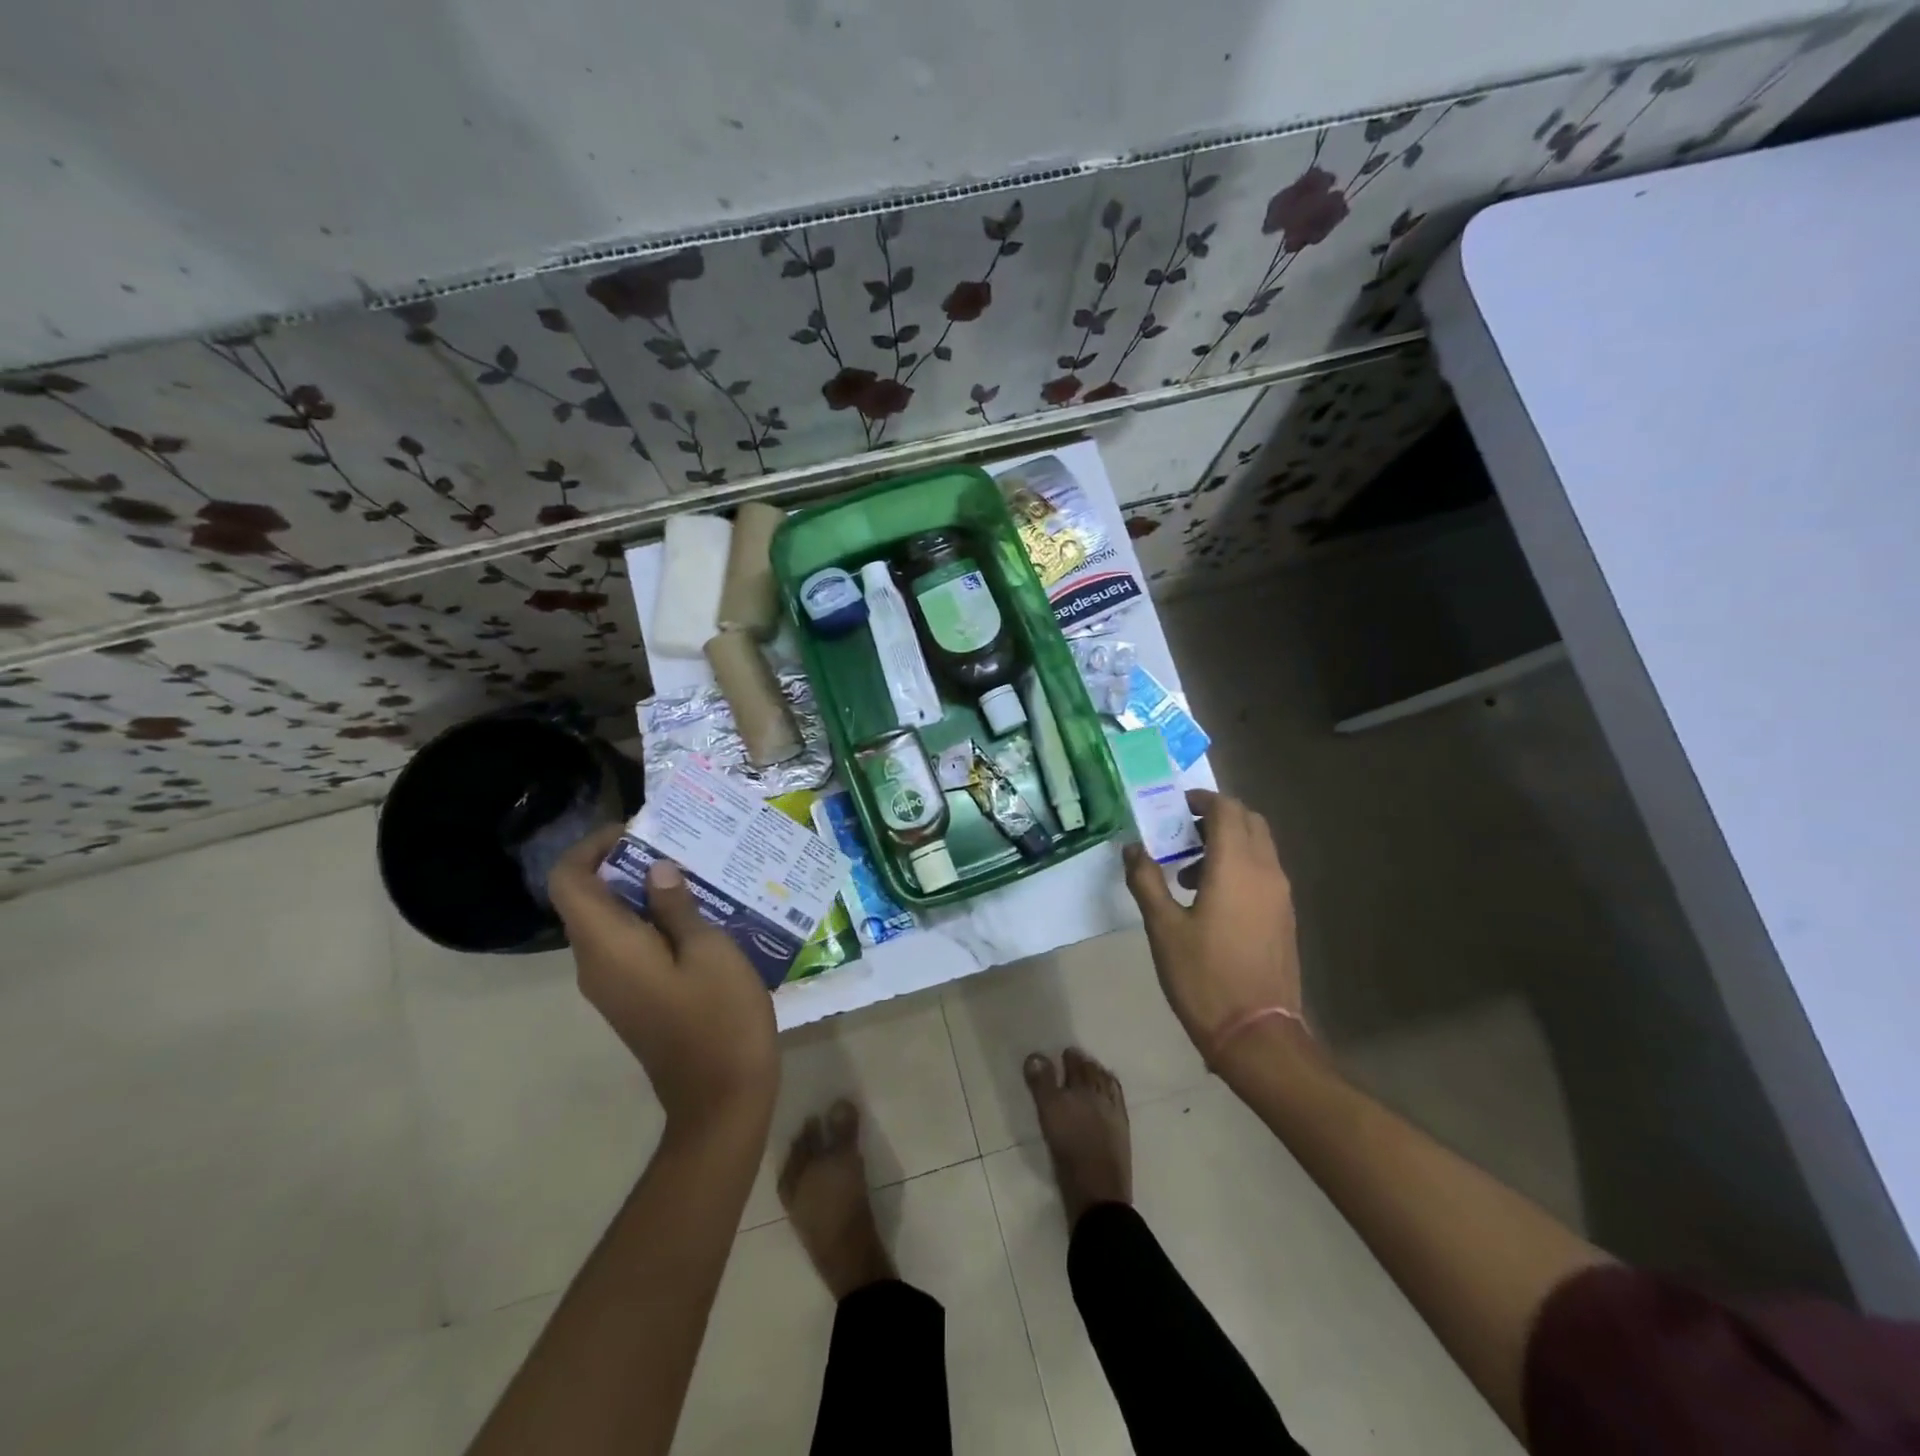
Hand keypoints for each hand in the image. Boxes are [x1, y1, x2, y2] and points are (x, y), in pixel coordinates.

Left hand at [549, 826, 777, 1131]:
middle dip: (626, 864)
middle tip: (680, 846)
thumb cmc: (720, 1018)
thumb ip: (677, 906)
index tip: (639, 831)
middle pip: (588, 899)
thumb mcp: (709, 951)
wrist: (721, 1099)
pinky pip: (627, 946)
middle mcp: (596, 965)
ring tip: (696, 874)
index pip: (569, 881)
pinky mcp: (632, 999)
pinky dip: (652, 920)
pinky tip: (699, 916)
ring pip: (609, 922)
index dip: (592, 847)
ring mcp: (611, 987)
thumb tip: (655, 870)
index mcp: (608, 947)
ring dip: (643, 892)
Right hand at [1123, 790, 1305, 1076]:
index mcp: (1236, 866)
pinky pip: (1264, 871)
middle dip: (1216, 817)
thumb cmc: (1204, 976)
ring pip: (1259, 846)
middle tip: (1180, 832)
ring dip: (1227, 842)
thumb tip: (1133, 848)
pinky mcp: (1284, 916)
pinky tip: (1209, 898)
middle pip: (1249, 821)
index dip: (1201, 799)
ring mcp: (1281, 895)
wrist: (1257, 1034)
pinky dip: (1239, 865)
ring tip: (1186, 870)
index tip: (1174, 806)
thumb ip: (1146, 880)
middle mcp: (1266, 871)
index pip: (1227, 809)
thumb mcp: (1163, 927)